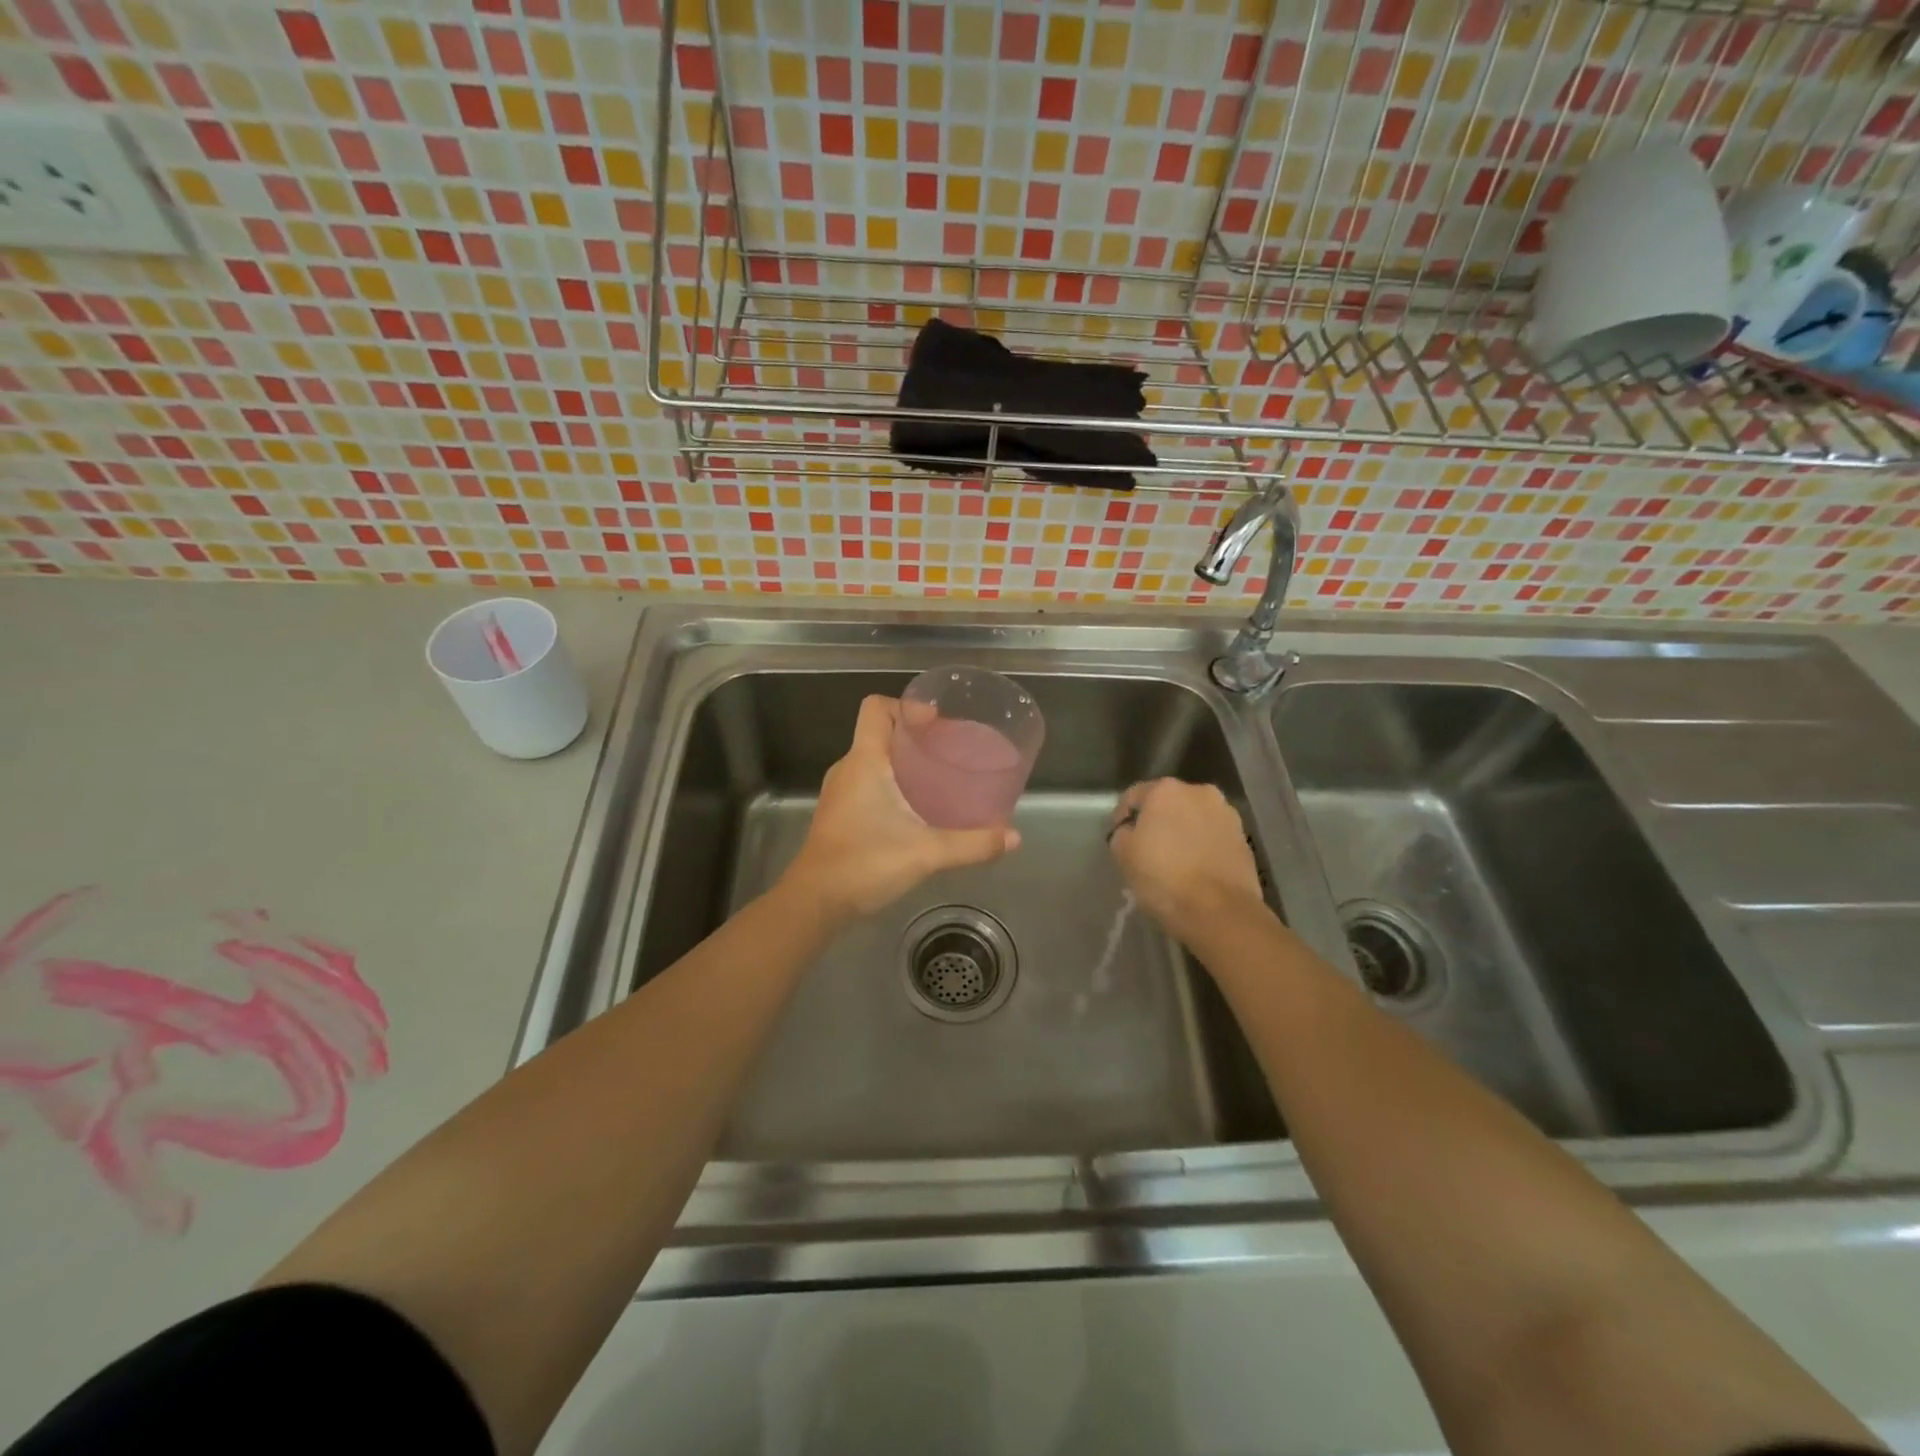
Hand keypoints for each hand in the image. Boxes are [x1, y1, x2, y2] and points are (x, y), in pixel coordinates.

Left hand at [781, 696, 1020, 921]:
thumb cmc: (865, 864)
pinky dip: (892, 783)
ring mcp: (840, 792)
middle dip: (915, 735)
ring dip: (904, 761)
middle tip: (950, 750)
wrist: (814, 902)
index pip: (876, 708)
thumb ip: (972, 844)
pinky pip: (868, 782)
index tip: (937, 724)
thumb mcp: (926, 853)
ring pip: (874, 759)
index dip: (906, 706)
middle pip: (880, 732)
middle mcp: (848, 768)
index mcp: (864, 761)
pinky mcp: (839, 813)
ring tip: (939, 777)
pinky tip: (917, 808)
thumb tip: (1013, 838)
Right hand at [1108, 779, 1265, 938]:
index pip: (1134, 797)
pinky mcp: (1244, 839)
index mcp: (1166, 790)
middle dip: (1157, 821)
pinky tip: (1195, 870)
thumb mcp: (1123, 855)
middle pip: (1168, 804)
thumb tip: (1131, 832)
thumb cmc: (1164, 878)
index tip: (1118, 839)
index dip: (1121, 817)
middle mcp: (1200, 792)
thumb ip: (1122, 834)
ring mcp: (1227, 815)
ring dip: (1182, 833)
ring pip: (1194, 819)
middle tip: (1146, 849)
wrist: (1220, 912)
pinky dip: (1202, 847)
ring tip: (1174, 860)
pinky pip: (1213, 837)